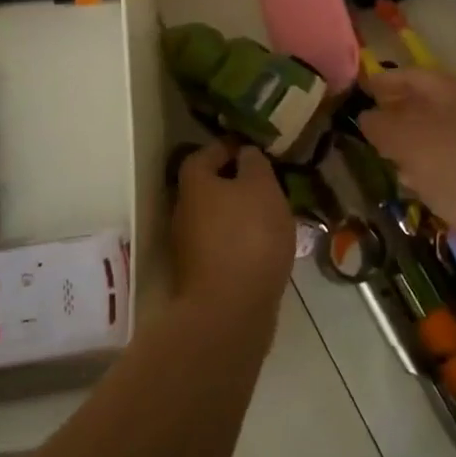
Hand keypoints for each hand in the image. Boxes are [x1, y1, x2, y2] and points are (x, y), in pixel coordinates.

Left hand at [170, 140, 295, 311]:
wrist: (231, 310)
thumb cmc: (248, 236)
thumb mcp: (262, 187)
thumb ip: (254, 164)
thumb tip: (245, 153)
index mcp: (194, 181)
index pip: (209, 151)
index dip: (233, 146)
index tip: (257, 150)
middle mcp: (183, 208)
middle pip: (210, 185)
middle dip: (236, 182)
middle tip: (268, 184)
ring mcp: (188, 244)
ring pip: (216, 216)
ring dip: (239, 213)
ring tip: (272, 216)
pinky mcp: (200, 273)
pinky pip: (222, 244)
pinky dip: (240, 240)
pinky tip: (264, 247)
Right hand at [356, 68, 455, 260]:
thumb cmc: (452, 165)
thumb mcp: (406, 140)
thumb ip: (380, 124)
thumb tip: (366, 116)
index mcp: (454, 92)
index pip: (412, 76)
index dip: (383, 81)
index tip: (359, 90)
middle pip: (424, 104)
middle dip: (395, 112)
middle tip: (367, 123)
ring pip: (435, 134)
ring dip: (408, 141)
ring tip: (382, 152)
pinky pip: (446, 161)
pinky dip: (425, 165)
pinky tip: (409, 181)